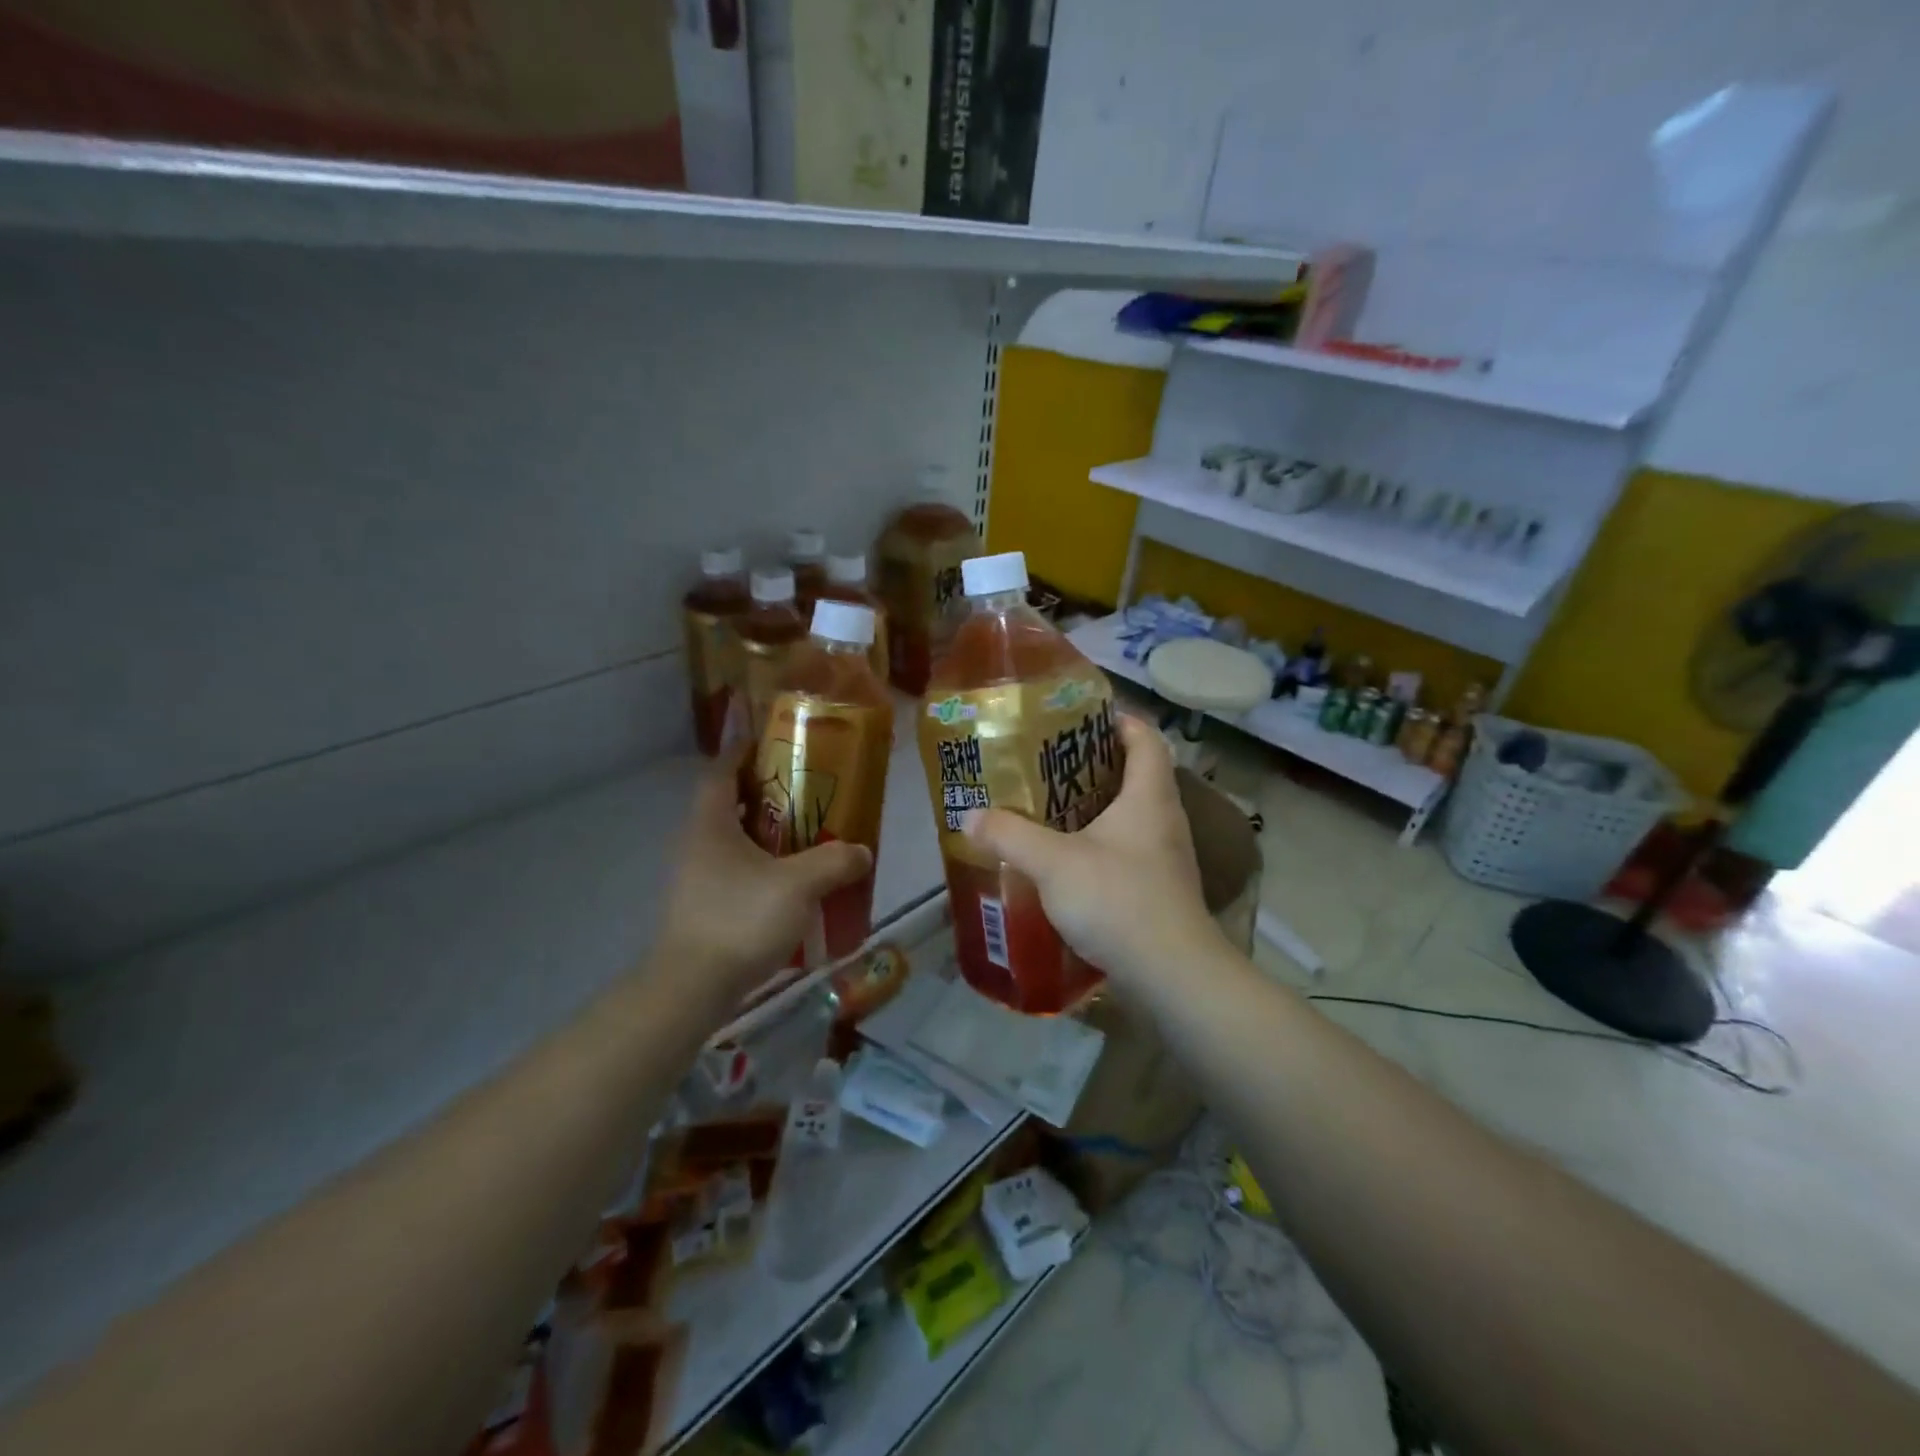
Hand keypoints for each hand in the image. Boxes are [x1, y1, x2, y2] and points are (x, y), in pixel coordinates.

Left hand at [655, 760, 871, 1005]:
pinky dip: (761, 864)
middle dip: (764, 791)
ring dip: (764, 831)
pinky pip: (735, 870)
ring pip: (733, 839)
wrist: (692, 988)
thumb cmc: (739, 920)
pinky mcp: (703, 906)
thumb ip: (834, 862)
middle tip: (805, 788)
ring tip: (806, 832)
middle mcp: (697, 843)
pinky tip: (790, 881)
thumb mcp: (798, 885)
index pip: (721, 770)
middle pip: (728, 802)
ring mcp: (696, 877)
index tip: (772, 741)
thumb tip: (862, 851)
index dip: (743, 750)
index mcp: (711, 824)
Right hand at [960, 715, 1224, 988]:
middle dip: (1095, 765)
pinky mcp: (1159, 890)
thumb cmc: (1117, 899)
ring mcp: (1166, 857)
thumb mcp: (1052, 862)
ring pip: (1131, 816)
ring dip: (1096, 808)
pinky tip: (1067, 862)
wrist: (1170, 974)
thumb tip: (969, 815)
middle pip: (1136, 775)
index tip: (1080, 718)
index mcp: (1149, 796)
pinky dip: (1100, 846)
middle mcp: (1165, 819)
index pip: (1146, 738)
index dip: (1118, 721)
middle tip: (1048, 764)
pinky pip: (1128, 851)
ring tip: (1050, 809)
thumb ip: (1009, 835)